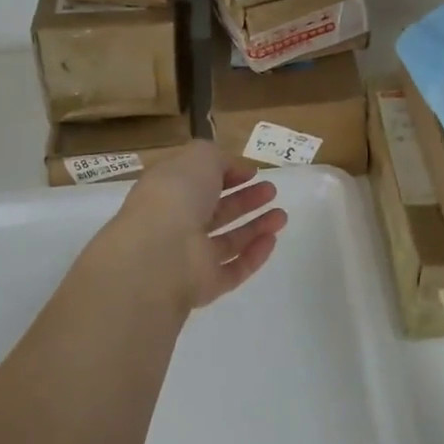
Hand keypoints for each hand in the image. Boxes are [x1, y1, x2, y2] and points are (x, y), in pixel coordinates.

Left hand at [97, 142, 287, 314]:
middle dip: (244, 200)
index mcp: (168, 191)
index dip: (225, 175)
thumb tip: (234, 169)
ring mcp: (189, 257)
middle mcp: (176, 224)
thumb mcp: (199, 157)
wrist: (160, 252)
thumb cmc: (177, 195)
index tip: (252, 172)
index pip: (198, 182)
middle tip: (271, 191)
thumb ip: (218, 158)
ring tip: (282, 215)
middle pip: (215, 211)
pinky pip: (233, 269)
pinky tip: (272, 240)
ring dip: (255, 227)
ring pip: (227, 241)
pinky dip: (253, 255)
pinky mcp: (204, 285)